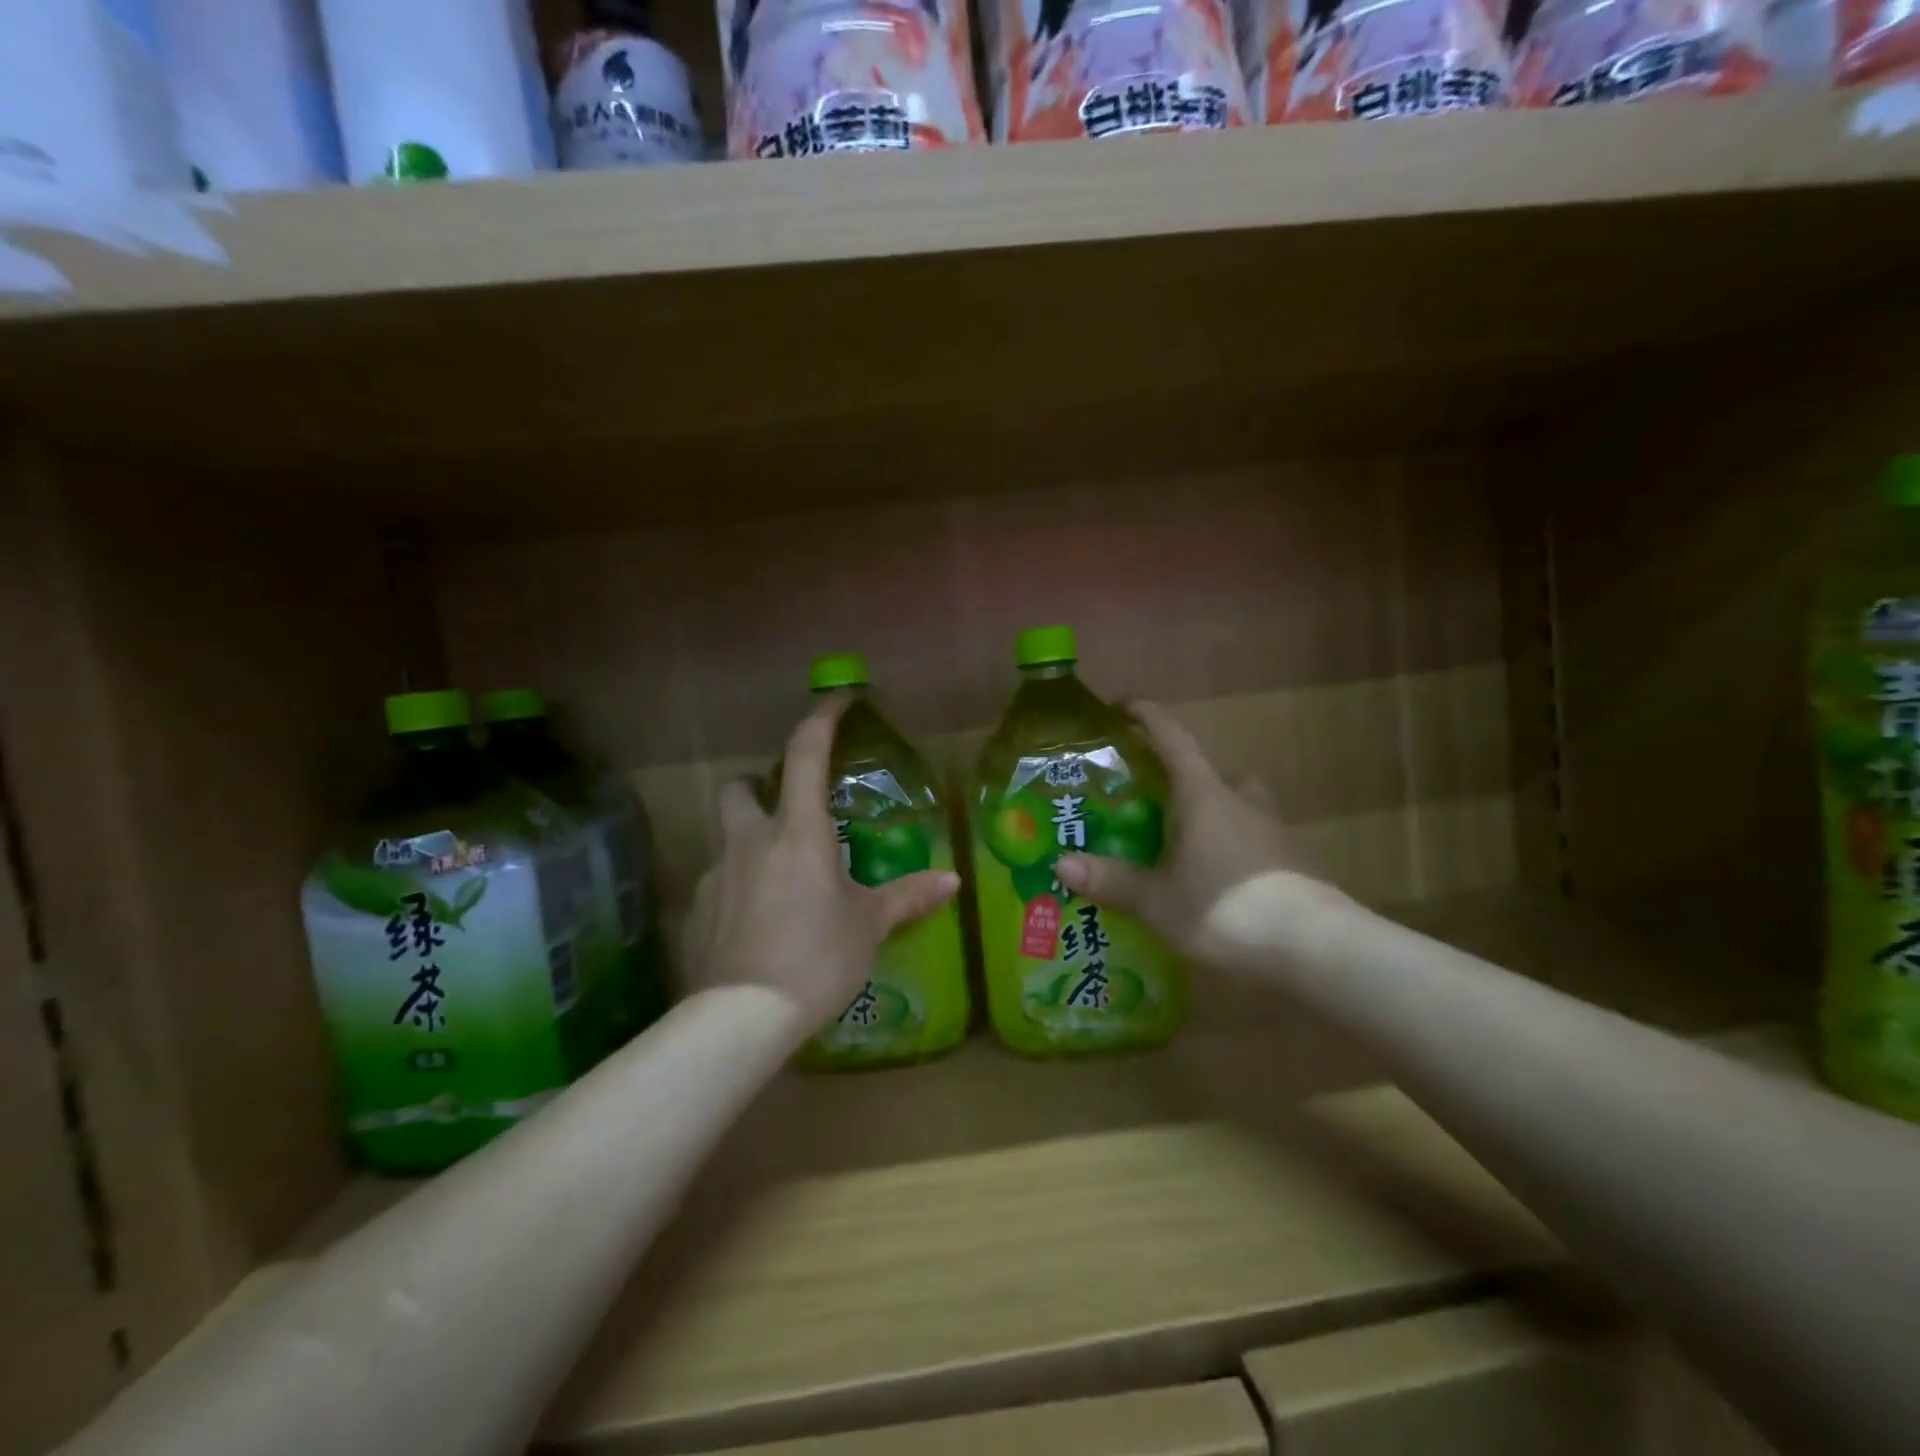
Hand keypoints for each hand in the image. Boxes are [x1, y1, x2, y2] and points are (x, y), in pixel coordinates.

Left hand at [683, 694, 960, 1033]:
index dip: (822, 718)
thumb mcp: (869, 925)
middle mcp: (750, 841)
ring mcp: (715, 875)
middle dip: (759, 787)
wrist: (744, 1017)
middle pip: (739, 787)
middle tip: (788, 813)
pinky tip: (757, 928)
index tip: (838, 700)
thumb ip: (908, 897)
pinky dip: (737, 892)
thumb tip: (952, 881)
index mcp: (798, 831)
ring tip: (781, 884)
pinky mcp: (695, 913)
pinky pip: (717, 886)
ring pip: (726, 839)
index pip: (806, 753)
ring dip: (750, 846)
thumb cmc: (817, 956)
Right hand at [1055, 701, 1330, 965]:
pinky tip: (1217, 882)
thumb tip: (1060, 863)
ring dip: (1214, 813)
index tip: (1122, 706)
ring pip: (1240, 805)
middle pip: (1213, 772)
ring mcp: (1274, 830)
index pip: (1173, 737)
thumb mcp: (1158, 901)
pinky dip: (1233, 849)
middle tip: (1157, 801)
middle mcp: (1242, 801)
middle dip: (1186, 777)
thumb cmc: (1225, 908)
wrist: (1314, 948)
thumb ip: (1112, 881)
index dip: (1146, 716)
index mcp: (1204, 795)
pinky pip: (1256, 840)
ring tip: (1185, 846)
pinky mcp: (1295, 862)